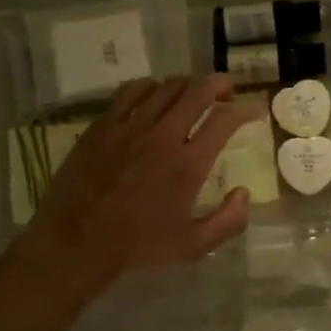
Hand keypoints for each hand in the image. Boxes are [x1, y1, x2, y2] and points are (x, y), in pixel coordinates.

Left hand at [19, 75, 261, 290]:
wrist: (76, 243)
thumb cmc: (138, 247)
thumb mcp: (193, 246)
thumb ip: (228, 221)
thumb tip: (243, 192)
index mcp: (188, 165)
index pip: (224, 120)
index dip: (245, 109)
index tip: (254, 110)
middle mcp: (163, 137)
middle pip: (197, 92)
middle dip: (219, 84)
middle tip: (228, 88)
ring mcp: (130, 127)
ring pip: (166, 87)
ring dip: (187, 84)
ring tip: (194, 91)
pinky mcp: (103, 126)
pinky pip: (131, 92)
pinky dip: (150, 86)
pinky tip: (154, 93)